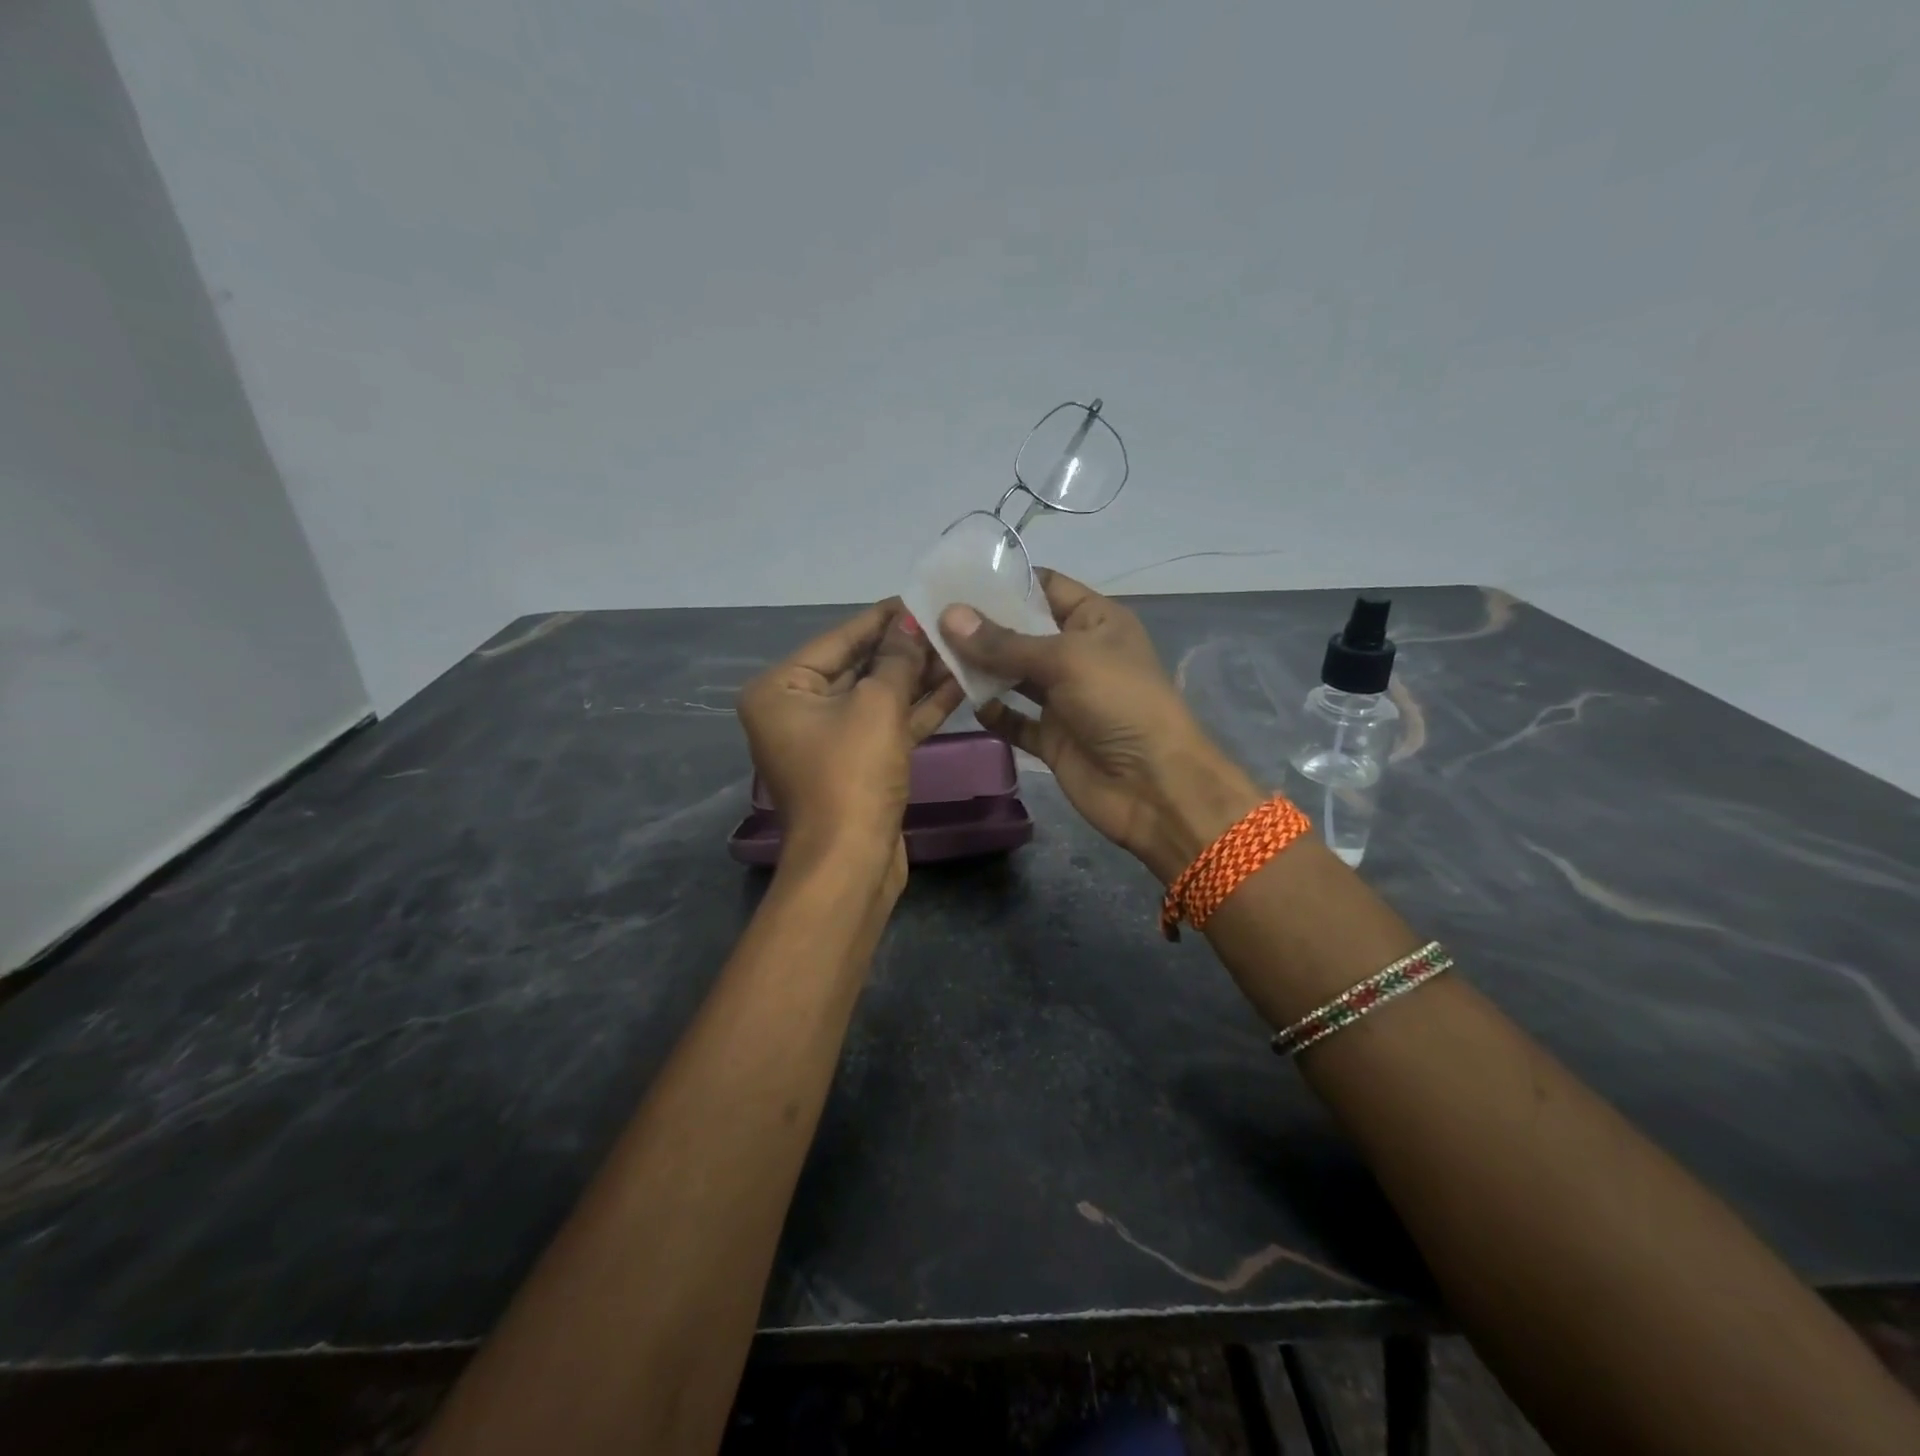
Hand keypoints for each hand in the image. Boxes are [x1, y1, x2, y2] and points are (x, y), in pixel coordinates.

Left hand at [739, 601, 964, 873]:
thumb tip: (911, 623)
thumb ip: (897, 659)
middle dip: (905, 649)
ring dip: (917, 678)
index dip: (883, 618)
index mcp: (781, 689)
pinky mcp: (856, 766)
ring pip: (877, 698)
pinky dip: (917, 710)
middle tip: (948, 622)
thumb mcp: (877, 705)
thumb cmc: (852, 774)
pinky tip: (956, 686)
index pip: (839, 639)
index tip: (921, 596)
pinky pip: (886, 726)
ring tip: (960, 649)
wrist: (852, 863)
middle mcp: (797, 711)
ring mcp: (827, 741)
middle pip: (858, 667)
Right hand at [939, 571, 1261, 882]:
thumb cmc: (1119, 703)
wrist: (1153, 786)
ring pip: (1013, 675)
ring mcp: (1063, 698)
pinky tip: (966, 703)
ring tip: (933, 654)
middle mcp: (1077, 654)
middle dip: (981, 625)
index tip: (954, 578)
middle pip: (1021, 631)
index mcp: (1095, 620)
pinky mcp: (1051, 736)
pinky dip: (993, 712)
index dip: (1004, 581)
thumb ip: (1004, 642)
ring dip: (980, 668)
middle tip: (928, 617)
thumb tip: (948, 615)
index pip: (1045, 587)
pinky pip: (1014, 719)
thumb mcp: (1064, 660)